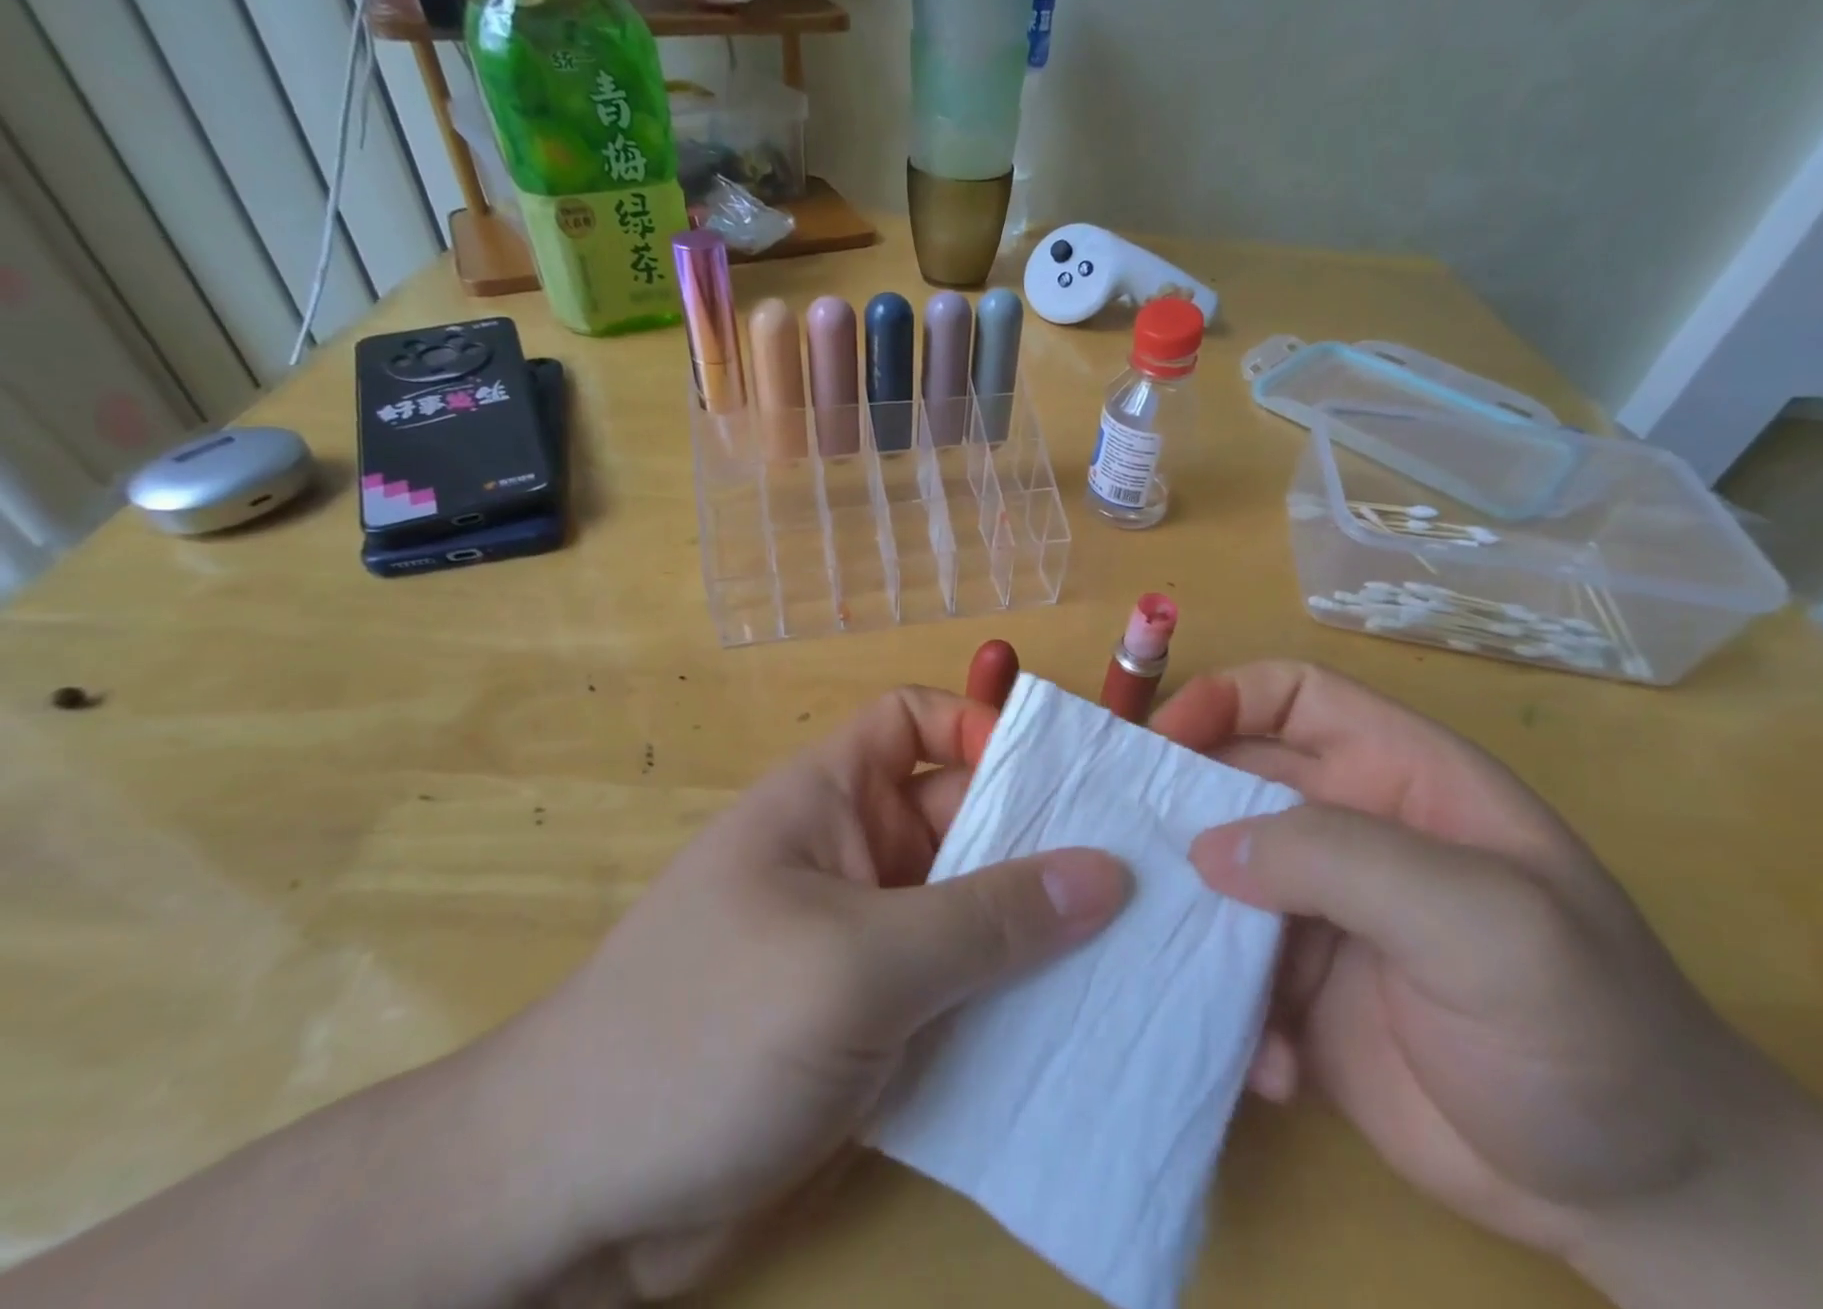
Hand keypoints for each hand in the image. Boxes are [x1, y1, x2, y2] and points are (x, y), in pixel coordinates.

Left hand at [477, 686, 1130, 1299]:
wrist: (573, 1197)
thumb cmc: (706, 1032)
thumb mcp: (856, 963)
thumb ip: (984, 918)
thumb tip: (1106, 873)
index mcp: (831, 798)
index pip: (915, 722)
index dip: (983, 729)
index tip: (1066, 779)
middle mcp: (854, 854)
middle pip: (963, 818)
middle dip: (1042, 840)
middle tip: (1152, 874)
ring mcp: (866, 940)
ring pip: (973, 910)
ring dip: (1041, 932)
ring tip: (1144, 953)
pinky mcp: (876, 1021)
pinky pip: (962, 988)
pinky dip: (1014, 1001)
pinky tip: (1086, 1031)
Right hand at [1155, 660, 1822, 1306]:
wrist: (1646, 1202)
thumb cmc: (1585, 1028)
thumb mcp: (1485, 925)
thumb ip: (1344, 862)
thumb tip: (1207, 849)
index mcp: (1394, 777)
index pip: (1291, 696)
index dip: (1222, 699)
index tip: (1161, 743)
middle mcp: (1346, 829)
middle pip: (1230, 780)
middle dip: (1177, 807)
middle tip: (1124, 851)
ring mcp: (1316, 908)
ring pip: (1213, 872)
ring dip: (1188, 913)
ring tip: (1170, 959)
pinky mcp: (1296, 986)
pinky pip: (1226, 964)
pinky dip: (1226, 1002)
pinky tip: (1271, 1063)